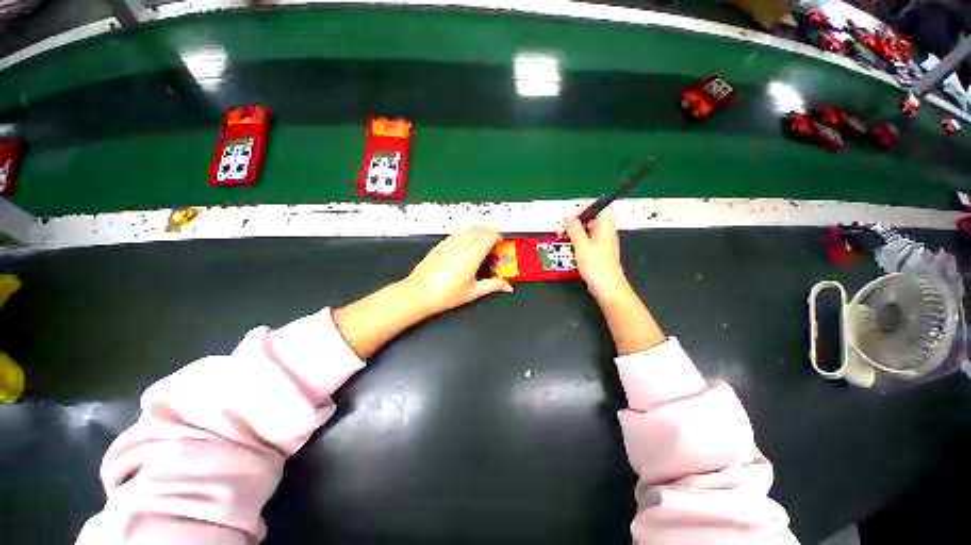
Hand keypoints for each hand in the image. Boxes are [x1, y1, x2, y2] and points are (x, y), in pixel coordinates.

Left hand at [404, 227, 512, 315]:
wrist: (418, 294)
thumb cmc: (446, 295)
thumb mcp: (473, 292)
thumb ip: (492, 286)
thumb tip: (507, 286)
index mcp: (471, 256)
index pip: (488, 236)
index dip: (497, 235)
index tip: (501, 241)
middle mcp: (460, 246)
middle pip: (478, 229)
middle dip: (489, 230)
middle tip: (494, 238)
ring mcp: (448, 244)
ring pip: (466, 229)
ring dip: (477, 229)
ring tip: (482, 237)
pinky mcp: (439, 245)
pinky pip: (456, 233)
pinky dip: (465, 233)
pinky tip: (465, 241)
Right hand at [564, 208, 628, 299]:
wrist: (608, 288)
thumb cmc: (596, 267)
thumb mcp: (582, 246)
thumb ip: (575, 230)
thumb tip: (569, 218)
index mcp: (605, 228)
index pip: (601, 207)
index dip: (587, 206)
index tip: (572, 215)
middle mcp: (606, 233)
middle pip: (594, 217)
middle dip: (578, 219)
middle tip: (565, 227)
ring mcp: (604, 243)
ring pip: (590, 229)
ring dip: (577, 231)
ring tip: (564, 237)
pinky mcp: (599, 253)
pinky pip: (589, 240)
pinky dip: (579, 240)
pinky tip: (571, 248)